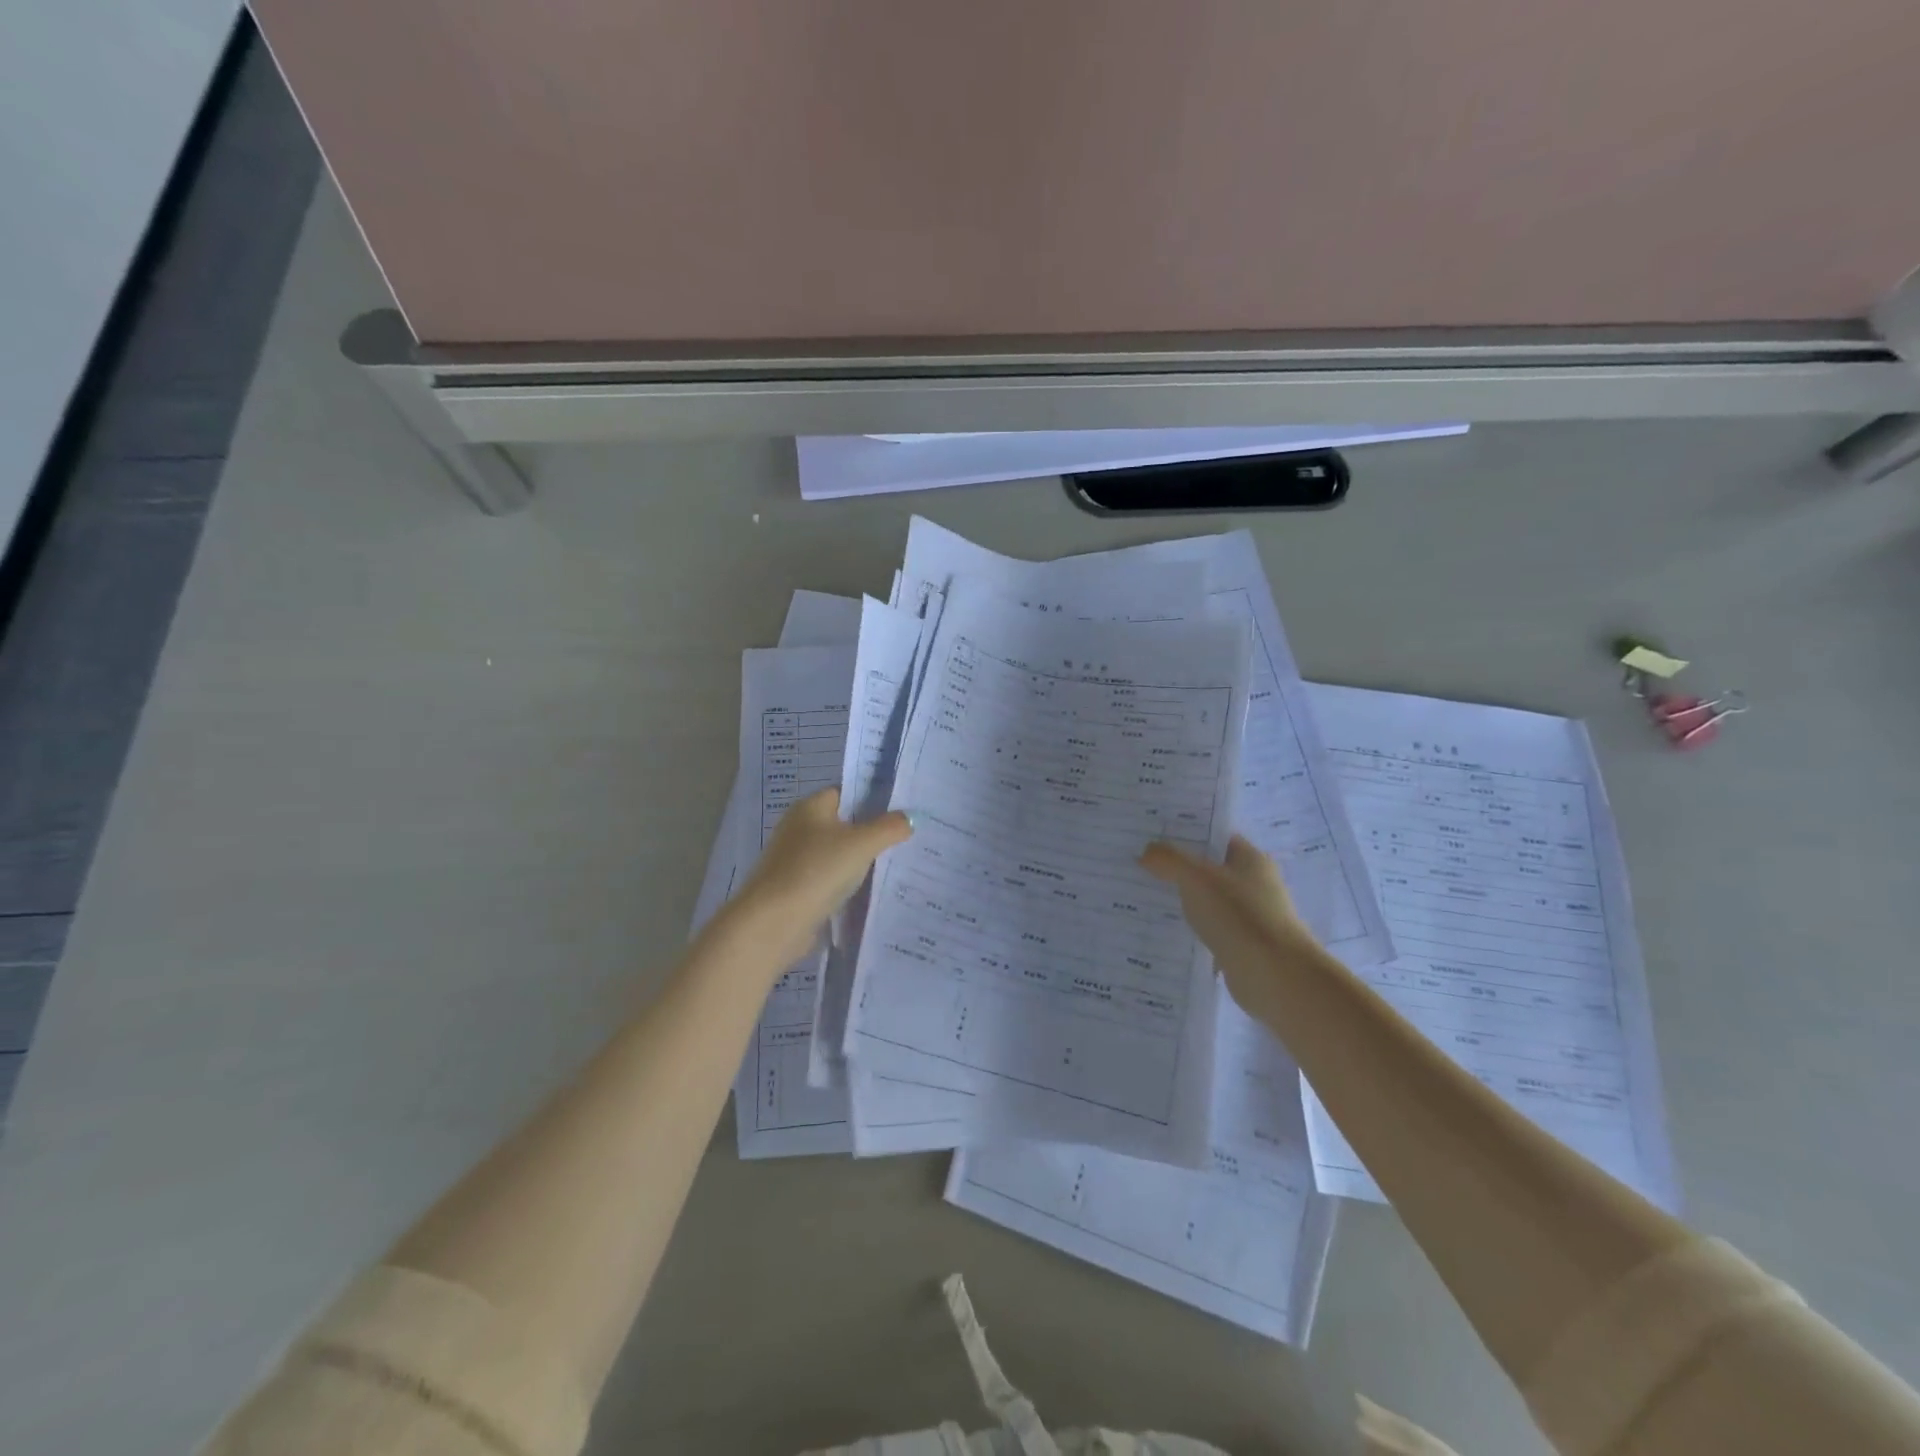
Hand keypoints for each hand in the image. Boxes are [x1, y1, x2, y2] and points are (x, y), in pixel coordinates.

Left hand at [726, 789, 912, 968]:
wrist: (774, 923)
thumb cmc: (817, 870)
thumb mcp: (862, 844)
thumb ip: (889, 828)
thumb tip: (910, 818)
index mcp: (810, 807)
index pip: (846, 793)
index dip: (873, 798)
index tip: (904, 809)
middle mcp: (799, 828)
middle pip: (843, 824)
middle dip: (872, 831)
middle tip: (909, 837)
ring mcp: (796, 860)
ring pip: (838, 854)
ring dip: (861, 861)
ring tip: (899, 863)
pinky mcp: (798, 889)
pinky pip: (831, 879)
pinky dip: (848, 884)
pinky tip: (872, 891)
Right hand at [1140, 835, 1321, 1019]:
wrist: (1276, 977)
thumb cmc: (1240, 917)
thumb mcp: (1197, 878)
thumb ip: (1169, 859)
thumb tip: (1147, 851)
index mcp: (1251, 860)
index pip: (1214, 837)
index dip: (1184, 833)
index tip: (1151, 835)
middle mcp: (1255, 884)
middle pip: (1209, 869)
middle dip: (1176, 868)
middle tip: (1138, 865)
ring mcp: (1250, 917)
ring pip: (1207, 901)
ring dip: (1182, 901)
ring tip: (1142, 897)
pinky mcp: (1242, 946)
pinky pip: (1209, 930)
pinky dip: (1190, 930)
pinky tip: (1162, 931)